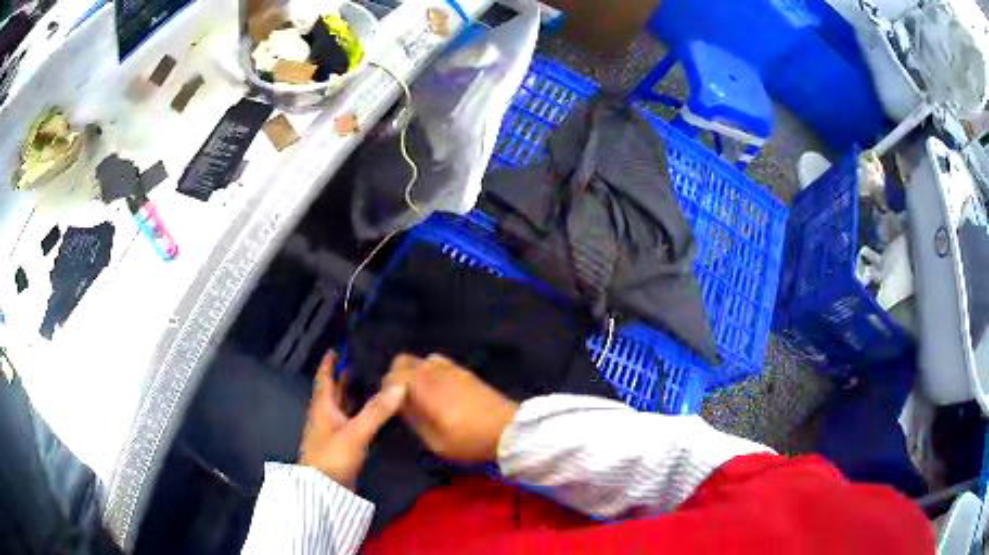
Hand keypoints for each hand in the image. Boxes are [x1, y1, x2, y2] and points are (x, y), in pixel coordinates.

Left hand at [299, 351, 405, 488]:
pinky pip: (350, 422)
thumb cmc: (332, 455)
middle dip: (345, 377)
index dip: (329, 363)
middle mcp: (325, 416)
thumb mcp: (356, 431)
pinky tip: (373, 415)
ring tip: (371, 383)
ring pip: (343, 407)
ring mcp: (332, 432)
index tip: (335, 348)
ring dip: (353, 395)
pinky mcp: (341, 446)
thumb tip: (400, 384)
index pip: (324, 378)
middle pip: (334, 391)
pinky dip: (360, 414)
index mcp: (322, 406)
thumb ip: (377, 410)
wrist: (322, 489)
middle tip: (361, 362)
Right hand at [384, 354, 518, 462]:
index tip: (390, 407)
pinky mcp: (465, 372)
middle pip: (403, 361)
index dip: (386, 390)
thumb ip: (415, 420)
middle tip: (402, 401)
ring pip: (420, 360)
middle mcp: (435, 371)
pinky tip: (439, 392)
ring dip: (414, 374)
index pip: (392, 376)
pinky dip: (430, 372)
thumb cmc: (470, 440)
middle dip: (396, 377)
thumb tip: (400, 405)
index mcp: (425, 387)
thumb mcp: (436, 442)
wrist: (510, 430)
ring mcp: (451, 368)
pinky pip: (437, 363)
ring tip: (420, 397)